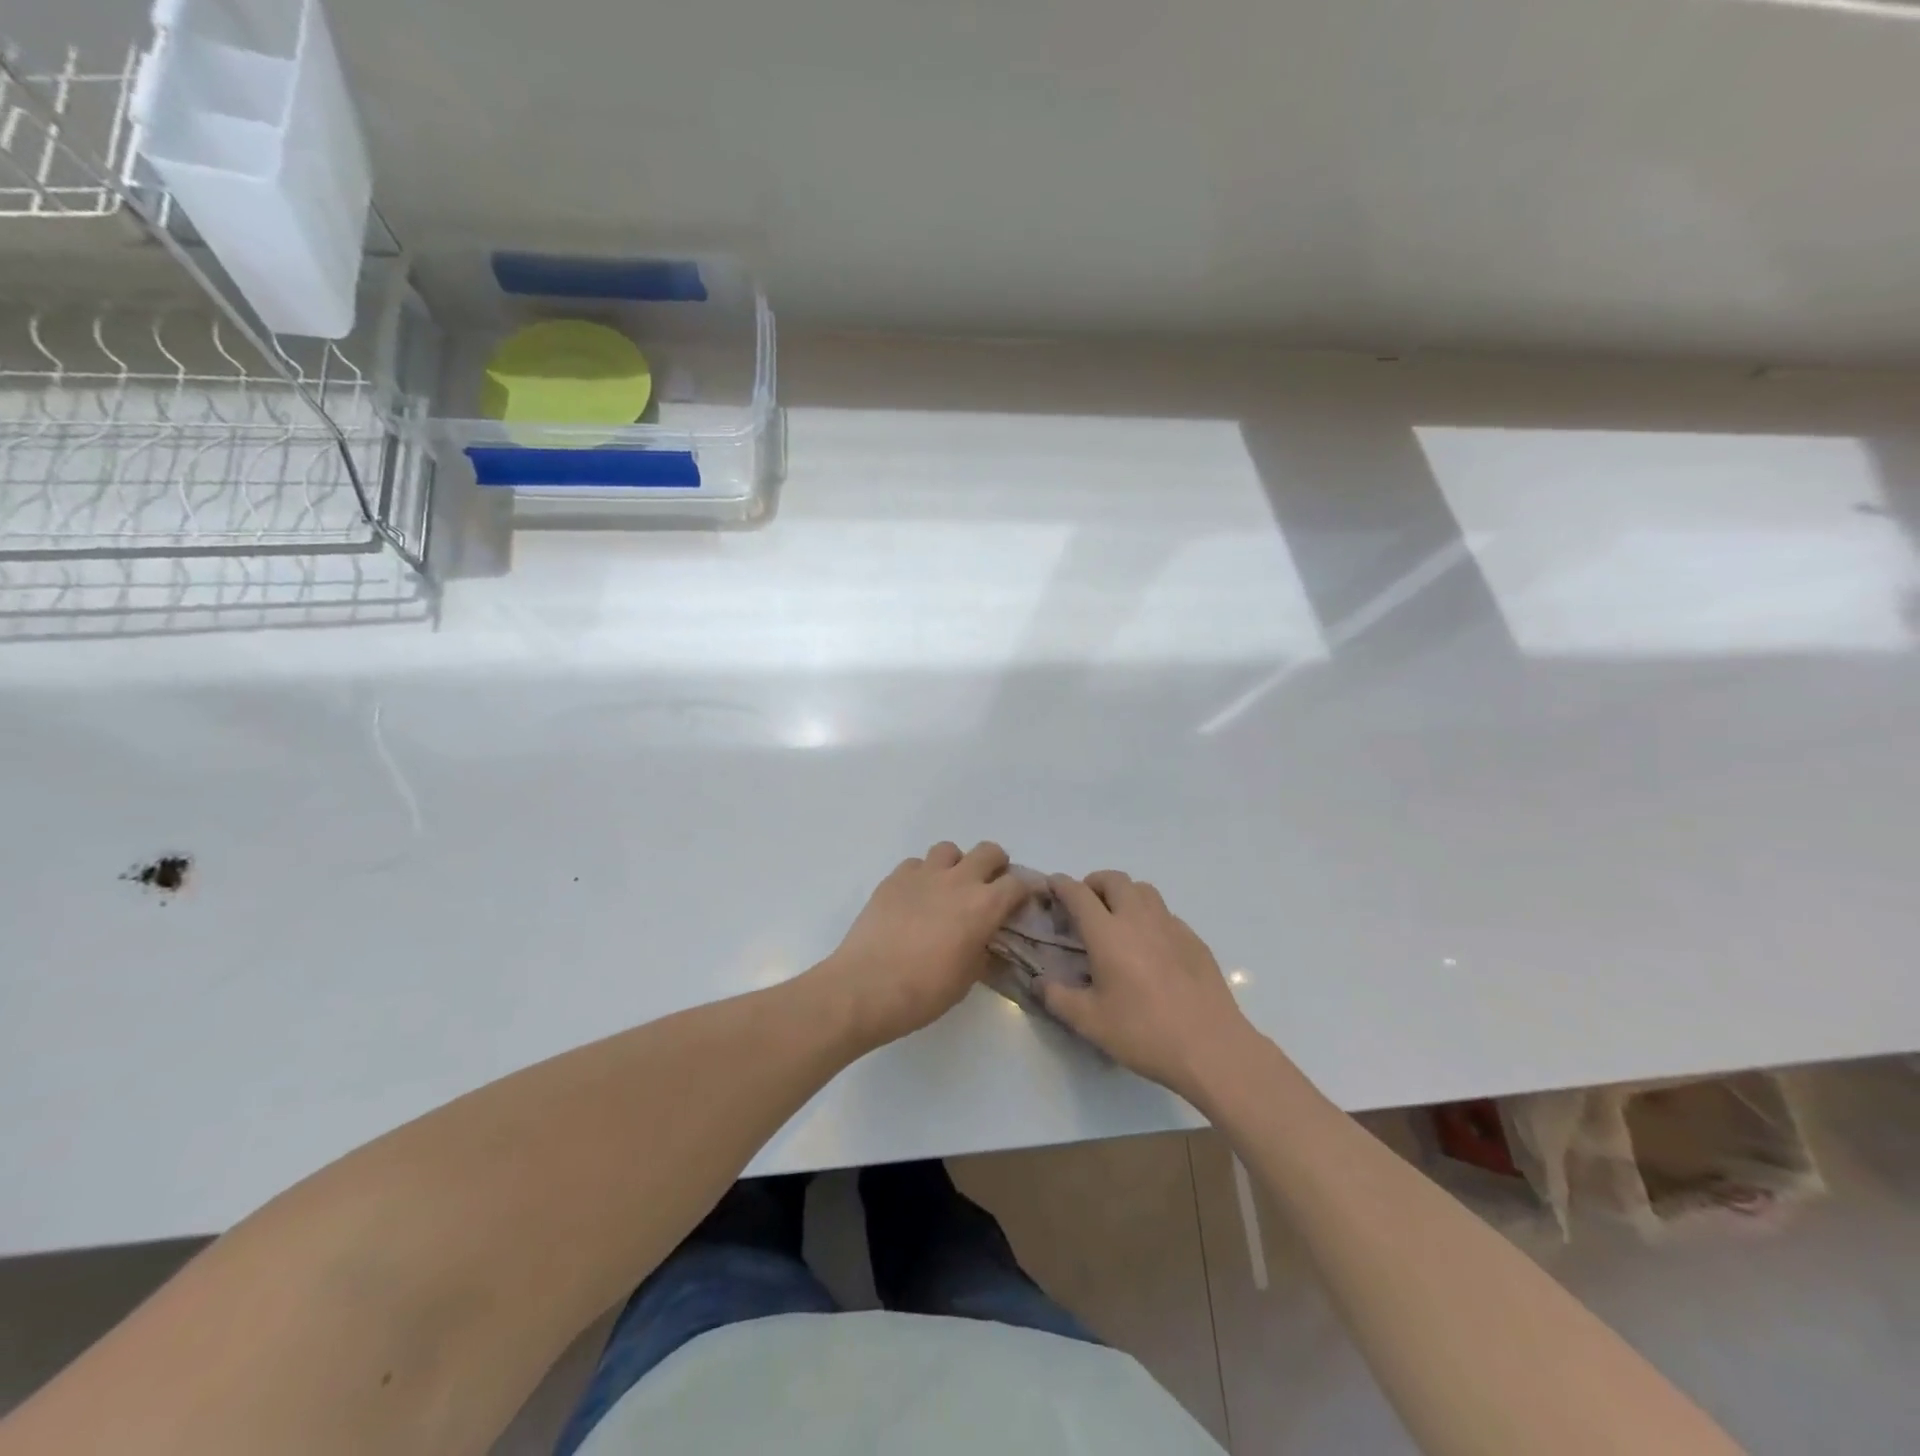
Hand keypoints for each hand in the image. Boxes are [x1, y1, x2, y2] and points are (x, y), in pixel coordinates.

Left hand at [819, 841, 1032, 1046]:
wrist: (865, 987)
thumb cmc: (923, 992)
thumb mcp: (967, 979)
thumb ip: (983, 951)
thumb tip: (986, 942)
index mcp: (983, 906)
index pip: (1017, 884)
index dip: (1023, 892)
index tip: (1020, 903)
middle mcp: (958, 881)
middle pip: (988, 851)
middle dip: (995, 865)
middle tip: (988, 887)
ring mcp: (923, 875)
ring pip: (949, 850)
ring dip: (956, 864)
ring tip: (948, 888)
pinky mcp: (894, 878)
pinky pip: (916, 864)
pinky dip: (922, 875)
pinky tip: (915, 897)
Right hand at [1042, 871, 1254, 1100]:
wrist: (1211, 1047)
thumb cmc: (1143, 1032)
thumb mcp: (1089, 1022)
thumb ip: (1057, 997)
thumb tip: (1038, 982)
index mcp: (1107, 933)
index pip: (1078, 894)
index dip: (1060, 884)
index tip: (1051, 885)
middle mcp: (1138, 919)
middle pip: (1114, 880)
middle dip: (1093, 883)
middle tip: (1084, 905)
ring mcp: (1170, 926)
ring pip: (1143, 890)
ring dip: (1124, 894)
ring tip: (1116, 919)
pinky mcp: (1194, 939)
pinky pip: (1165, 913)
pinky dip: (1149, 916)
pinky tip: (1149, 946)